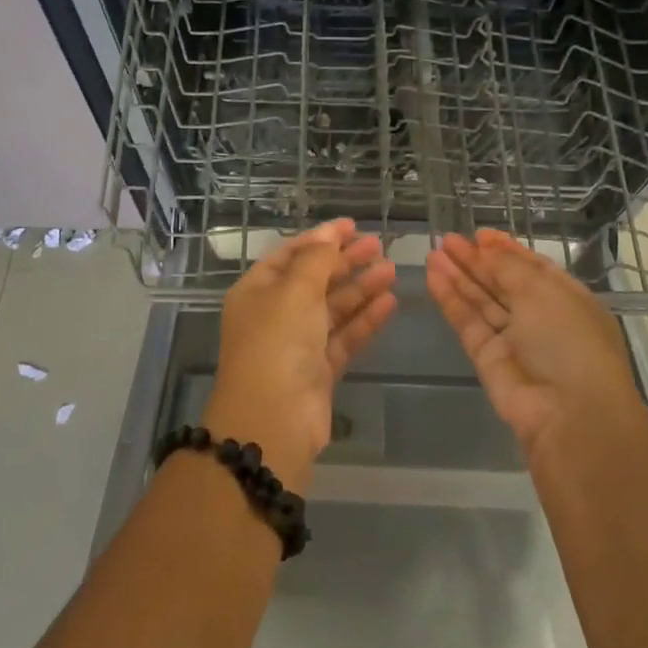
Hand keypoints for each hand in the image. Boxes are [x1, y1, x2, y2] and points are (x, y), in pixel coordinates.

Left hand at [210, 219, 396, 487]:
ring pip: (333, 308)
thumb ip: (316, 260)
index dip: (319, 239)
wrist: (273, 421)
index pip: (289, 255)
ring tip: (391, 270)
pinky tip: (390, 302)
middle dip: (345, 261)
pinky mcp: (319, 371)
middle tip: (378, 245)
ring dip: (360, 288)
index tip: (351, 226)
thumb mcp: (294, 291)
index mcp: (256, 291)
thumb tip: (329, 235)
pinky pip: (344, 337)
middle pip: (314, 280)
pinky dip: (365, 320)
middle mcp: (274, 314)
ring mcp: (297, 344)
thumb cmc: (277, 344)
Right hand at [425, 229, 638, 456]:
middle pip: (502, 282)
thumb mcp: (543, 291)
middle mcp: (540, 317)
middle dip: (476, 260)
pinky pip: (467, 322)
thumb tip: (486, 247)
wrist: (569, 413)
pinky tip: (433, 277)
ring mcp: (513, 339)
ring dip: (458, 276)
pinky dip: (451, 300)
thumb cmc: (568, 340)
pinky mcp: (487, 359)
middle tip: (447, 240)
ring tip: (433, 252)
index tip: (480, 233)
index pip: (531, 267)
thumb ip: (508, 266)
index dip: (505, 250)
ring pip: (481, 301)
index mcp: (565, 298)